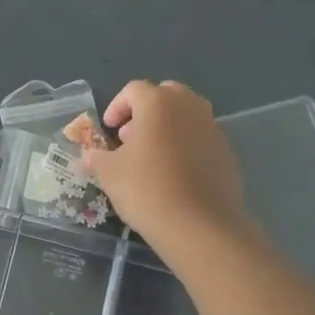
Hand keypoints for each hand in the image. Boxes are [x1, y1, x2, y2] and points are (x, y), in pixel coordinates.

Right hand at [80, 81, 245, 244]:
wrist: (199, 225)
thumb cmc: (147, 189)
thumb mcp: (109, 173)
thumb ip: (96, 158)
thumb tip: (88, 157)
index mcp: (159, 102)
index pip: (134, 90)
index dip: (116, 106)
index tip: (108, 130)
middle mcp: (189, 106)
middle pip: (165, 96)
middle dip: (145, 112)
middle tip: (131, 138)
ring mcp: (212, 129)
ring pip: (186, 117)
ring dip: (167, 128)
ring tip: (151, 158)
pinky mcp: (226, 153)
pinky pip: (200, 139)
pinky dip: (186, 148)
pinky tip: (174, 176)